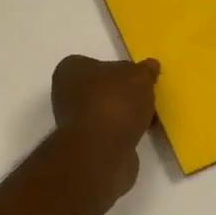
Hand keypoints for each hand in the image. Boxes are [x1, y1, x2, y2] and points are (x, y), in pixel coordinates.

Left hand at [51, 55, 160, 198]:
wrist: (101, 152)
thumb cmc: (114, 102)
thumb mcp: (138, 76)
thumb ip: (145, 70)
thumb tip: (150, 66)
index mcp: (70, 69)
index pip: (93, 63)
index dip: (117, 69)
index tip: (137, 76)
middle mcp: (66, 94)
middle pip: (101, 89)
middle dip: (123, 93)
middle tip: (146, 96)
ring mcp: (74, 122)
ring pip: (106, 112)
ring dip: (125, 115)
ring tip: (149, 116)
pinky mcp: (86, 146)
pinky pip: (110, 133)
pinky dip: (124, 133)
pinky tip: (141, 134)